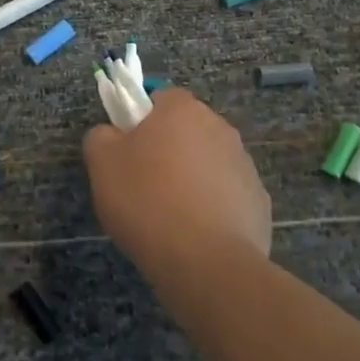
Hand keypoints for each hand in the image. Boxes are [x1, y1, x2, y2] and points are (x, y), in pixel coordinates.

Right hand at [82, 89, 271, 284]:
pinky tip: (196, 235)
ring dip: (192, 179)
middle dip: (169, 150)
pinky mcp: (258, 202)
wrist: (205, 262)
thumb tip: (111, 133)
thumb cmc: (147, 201)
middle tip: (144, 183)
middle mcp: (220, 128)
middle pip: (187, 131)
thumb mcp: (102, 164)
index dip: (142, 121)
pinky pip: (227, 196)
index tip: (128, 151)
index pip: (161, 98)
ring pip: (208, 163)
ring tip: (169, 216)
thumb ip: (101, 137)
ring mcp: (245, 165)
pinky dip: (213, 209)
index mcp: (183, 110)